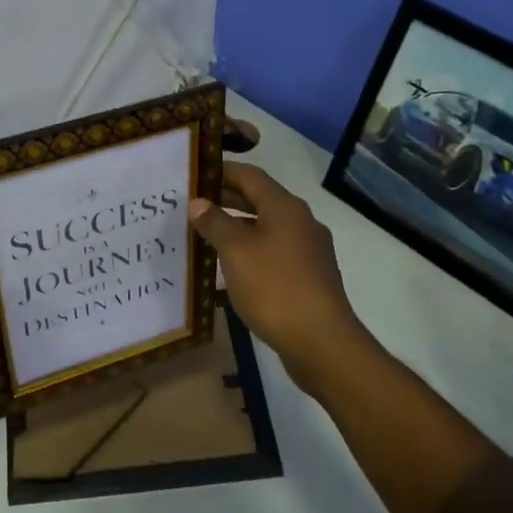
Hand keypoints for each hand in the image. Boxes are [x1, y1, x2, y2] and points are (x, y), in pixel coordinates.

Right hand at [190, 163, 372, 393]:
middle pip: (259, 200)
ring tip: (205, 235)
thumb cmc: (274, 288)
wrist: (321, 341)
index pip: (250, 175)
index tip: (193, 174)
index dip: (221, 171)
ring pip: (266, 227)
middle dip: (226, 200)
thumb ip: (215, 223)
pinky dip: (251, 250)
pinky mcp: (308, 275)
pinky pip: (274, 251)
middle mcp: (300, 221)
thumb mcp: (236, 252)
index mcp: (285, 207)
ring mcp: (308, 250)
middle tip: (191, 204)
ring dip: (237, 227)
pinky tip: (231, 267)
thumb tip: (198, 202)